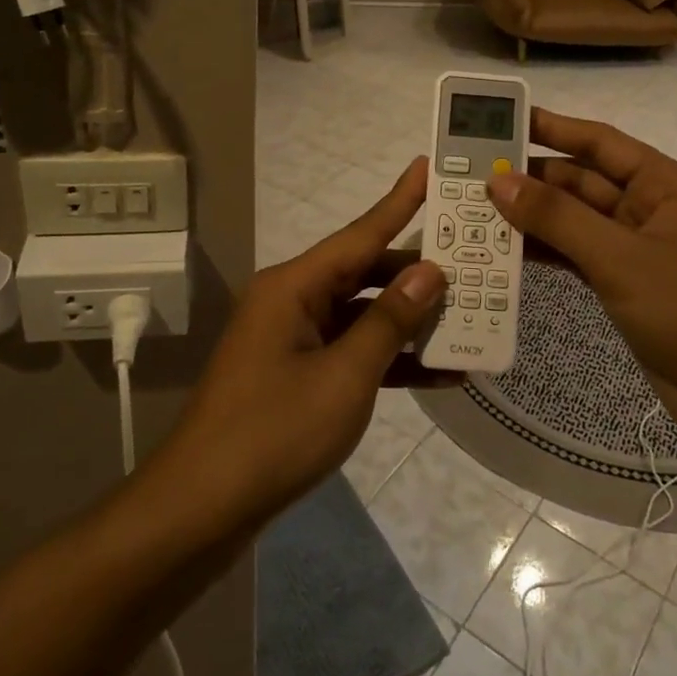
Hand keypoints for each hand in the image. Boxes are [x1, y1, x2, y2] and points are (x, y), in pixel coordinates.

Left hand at [163, 159, 444, 527]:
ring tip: (470, 315)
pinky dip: (389, 359)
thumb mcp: (345, 376)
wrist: (203, 508)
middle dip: (418, 272)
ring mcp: (293, 339)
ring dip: (409, 320)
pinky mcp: (297, 374)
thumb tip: (430, 271)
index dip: (399, 201)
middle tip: (473, 260)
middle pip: (365, 272)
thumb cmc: (275, 432)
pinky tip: (440, 374)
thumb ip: (390, 320)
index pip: (360, 233)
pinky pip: (351, 351)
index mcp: (295, 286)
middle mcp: (293, 301)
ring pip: (363, 314)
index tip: (429, 166)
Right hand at [487, 109, 676, 425]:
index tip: (504, 120)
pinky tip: (507, 250)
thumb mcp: (620, 258)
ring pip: (576, 220)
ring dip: (534, 216)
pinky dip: (547, 251)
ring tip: (478, 209)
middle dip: (533, 177)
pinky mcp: (626, 285)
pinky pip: (578, 255)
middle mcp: (651, 208)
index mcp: (666, 185)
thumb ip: (558, 218)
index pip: (601, 142)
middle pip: (583, 181)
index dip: (553, 127)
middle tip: (474, 173)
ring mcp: (637, 249)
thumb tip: (500, 180)